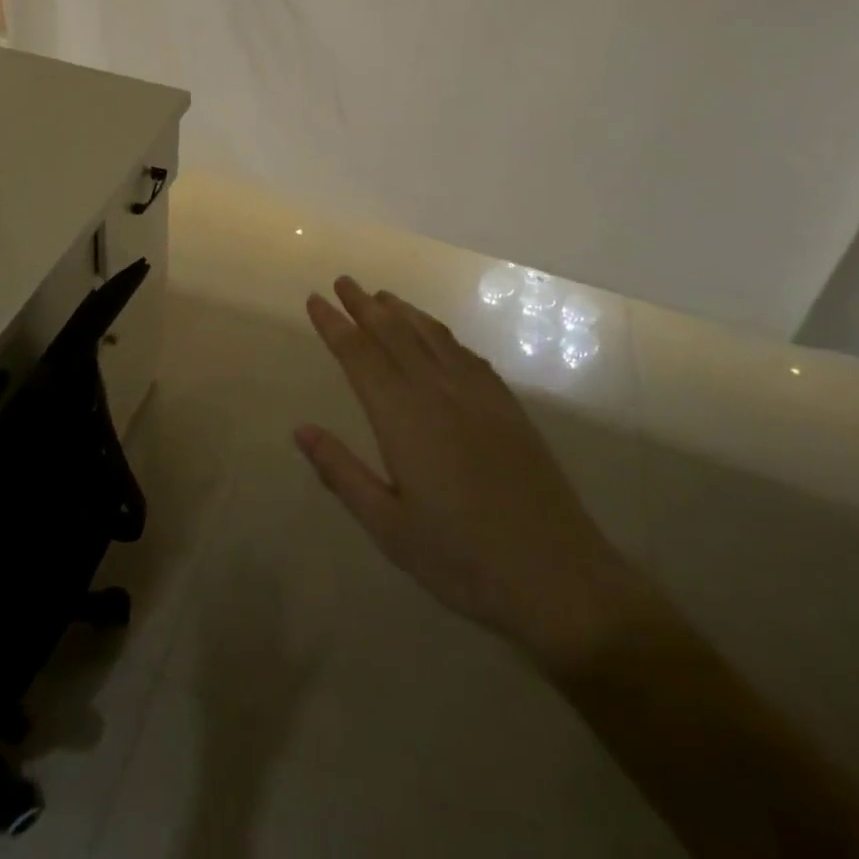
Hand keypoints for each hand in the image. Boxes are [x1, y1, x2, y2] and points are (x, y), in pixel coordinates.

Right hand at [296, 277, 649, 673]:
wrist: (557, 576)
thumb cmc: (461, 559)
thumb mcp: (388, 527)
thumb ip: (342, 472)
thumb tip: (301, 430)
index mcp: (402, 418)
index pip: (359, 356)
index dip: (335, 325)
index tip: (315, 299)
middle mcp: (438, 392)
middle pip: (394, 333)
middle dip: (364, 305)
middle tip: (344, 281)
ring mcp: (478, 394)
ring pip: (431, 336)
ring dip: (403, 311)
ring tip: (382, 296)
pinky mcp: (507, 405)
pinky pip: (465, 352)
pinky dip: (441, 333)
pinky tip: (436, 334)